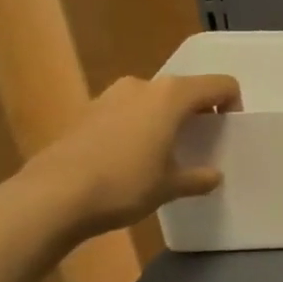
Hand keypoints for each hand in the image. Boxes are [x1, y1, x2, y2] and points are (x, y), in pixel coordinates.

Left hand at [14, 73, 240, 242]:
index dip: (232, 105)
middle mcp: (142, 86)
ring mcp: (109, 96)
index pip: (220, 85)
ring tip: (164, 152)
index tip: (228, 132)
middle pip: (185, 90)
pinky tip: (131, 158)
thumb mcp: (170, 187)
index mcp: (172, 95)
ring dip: (165, 118)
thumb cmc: (124, 184)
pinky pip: (126, 111)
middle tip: (199, 143)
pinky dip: (138, 126)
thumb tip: (212, 176)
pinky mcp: (85, 113)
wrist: (50, 197)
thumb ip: (198, 178)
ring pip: (153, 99)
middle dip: (197, 112)